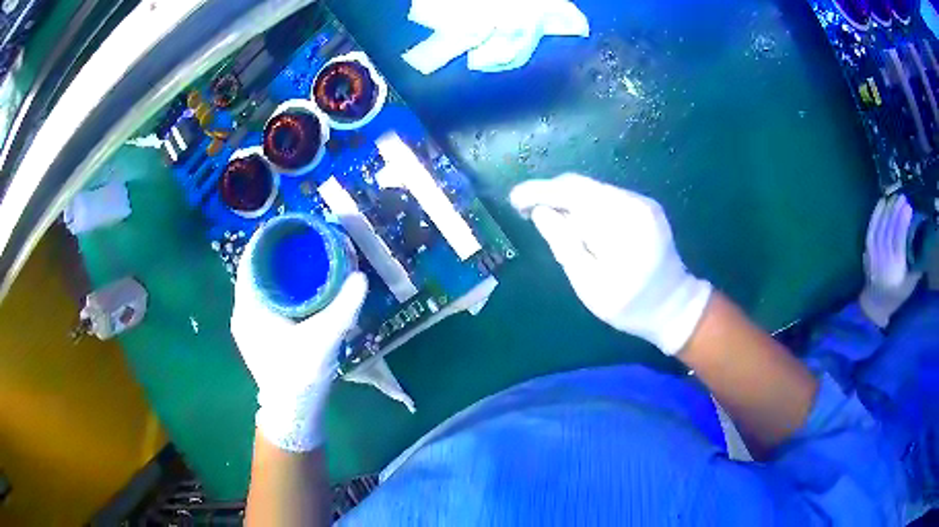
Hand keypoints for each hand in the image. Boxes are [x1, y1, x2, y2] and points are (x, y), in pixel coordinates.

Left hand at [231, 248, 367, 451]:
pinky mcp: (259, 336)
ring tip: (301, 257)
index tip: (287, 225)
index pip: (249, 261)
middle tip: (301, 238)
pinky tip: (298, 288)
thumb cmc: (299, 375)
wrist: (292, 413)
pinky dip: (278, 288)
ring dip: (276, 271)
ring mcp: (249, 326)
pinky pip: (264, 300)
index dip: (265, 240)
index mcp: (249, 308)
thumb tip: (359, 277)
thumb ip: (342, 308)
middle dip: (274, 253)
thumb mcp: (323, 339)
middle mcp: (243, 313)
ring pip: (259, 287)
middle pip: (254, 271)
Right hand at [509, 174, 712, 354]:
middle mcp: (635, 203)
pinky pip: (605, 197)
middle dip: (549, 193)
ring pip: (592, 189)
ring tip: (544, 216)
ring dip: (565, 199)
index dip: (539, 191)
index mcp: (623, 223)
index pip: (573, 193)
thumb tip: (540, 212)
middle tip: (523, 208)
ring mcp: (642, 202)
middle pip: (582, 185)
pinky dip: (583, 205)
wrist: (675, 306)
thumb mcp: (591, 285)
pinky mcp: (644, 207)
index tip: (513, 199)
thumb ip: (564, 245)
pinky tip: (573, 221)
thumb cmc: (631, 306)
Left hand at [859, 195, 922, 328]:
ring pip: (881, 225)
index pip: (899, 238)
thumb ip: (916, 264)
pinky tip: (882, 201)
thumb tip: (922, 241)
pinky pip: (871, 227)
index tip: (909, 207)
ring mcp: (874, 253)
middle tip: (903, 197)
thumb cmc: (897, 294)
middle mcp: (884, 258)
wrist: (875, 303)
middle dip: (897, 210)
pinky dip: (877, 213)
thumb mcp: (910, 283)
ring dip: (888, 208)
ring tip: (895, 197)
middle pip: (890, 228)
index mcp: (896, 266)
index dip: (903, 221)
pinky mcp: (867, 250)